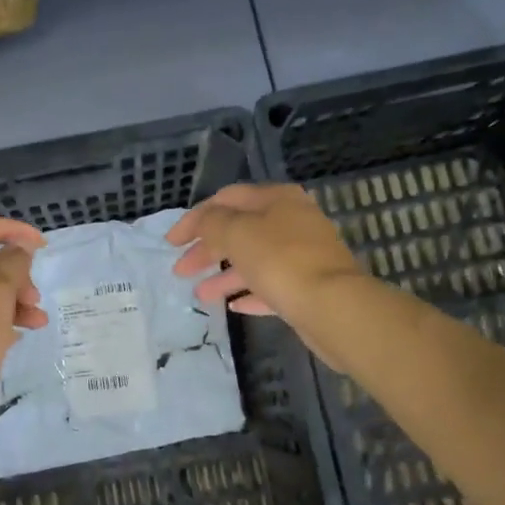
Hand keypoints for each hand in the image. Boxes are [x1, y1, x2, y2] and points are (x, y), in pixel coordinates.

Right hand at [168, 183, 367, 344]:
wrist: (333, 306)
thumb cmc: (280, 260)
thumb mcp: (236, 232)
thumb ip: (212, 223)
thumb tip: (205, 222)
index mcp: (276, 199)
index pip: (226, 199)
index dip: (195, 218)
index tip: (171, 242)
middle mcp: (292, 220)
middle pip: (240, 230)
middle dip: (207, 249)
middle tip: (181, 271)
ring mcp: (303, 254)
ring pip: (254, 260)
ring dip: (224, 275)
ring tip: (201, 295)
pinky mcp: (309, 286)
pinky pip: (272, 285)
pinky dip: (249, 292)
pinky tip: (233, 305)